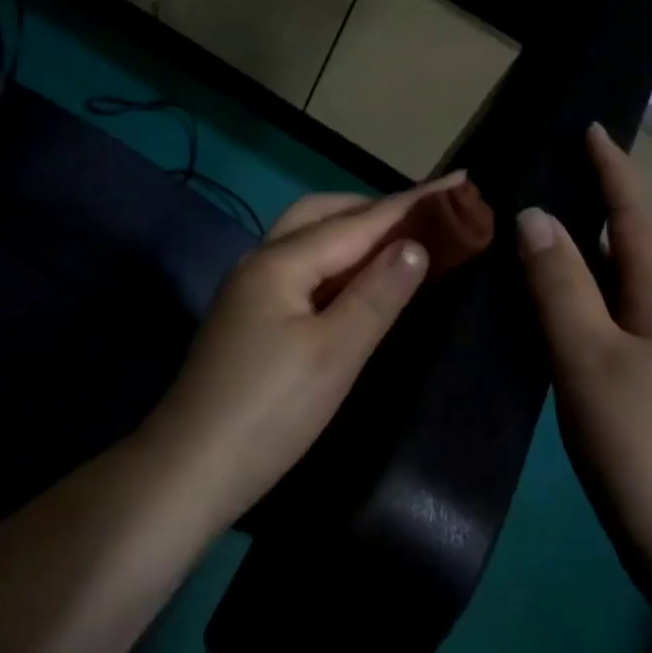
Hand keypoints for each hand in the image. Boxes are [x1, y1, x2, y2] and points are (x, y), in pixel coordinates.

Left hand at [137, 178, 453, 521]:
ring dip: (352, 236)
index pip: (357, 223)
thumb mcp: (334, 353)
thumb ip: (377, 295)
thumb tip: (414, 245)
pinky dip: (334, 266)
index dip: (411, 204)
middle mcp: (259, 264)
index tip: (460, 183)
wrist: (191, 470)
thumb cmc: (270, 411)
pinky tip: (354, 286)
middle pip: (321, 217)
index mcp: (280, 262)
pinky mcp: (248, 322)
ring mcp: (248, 293)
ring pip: (306, 243)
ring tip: (398, 245)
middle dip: (374, 210)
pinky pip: (299, 273)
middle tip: (427, 218)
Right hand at [516, 124, 651, 591]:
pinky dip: (579, 301)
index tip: (592, 128)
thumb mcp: (591, 359)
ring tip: (540, 235)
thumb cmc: (644, 446)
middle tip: (553, 176)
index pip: (635, 220)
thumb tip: (534, 214)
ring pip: (618, 290)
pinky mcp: (644, 396)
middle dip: (600, 206)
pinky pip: (607, 325)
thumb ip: (560, 287)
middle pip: (632, 250)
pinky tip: (549, 315)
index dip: (614, 172)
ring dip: (586, 254)